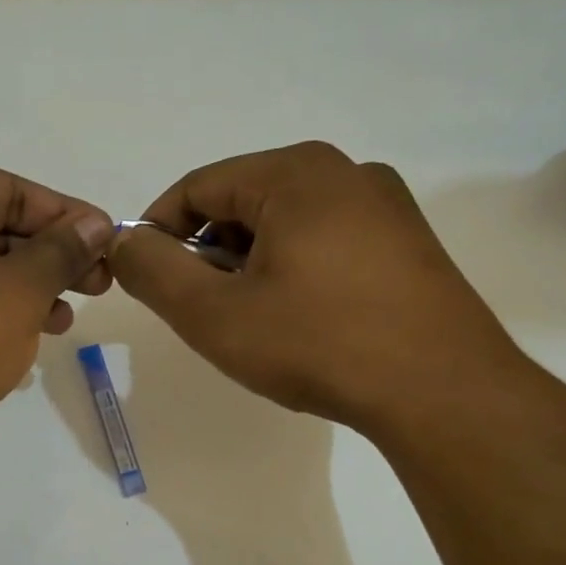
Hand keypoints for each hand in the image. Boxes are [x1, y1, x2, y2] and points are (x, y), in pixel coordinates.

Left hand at [0, 159, 113, 459]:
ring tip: (60, 322)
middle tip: (96, 288)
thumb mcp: (19, 292)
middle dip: (46, 259)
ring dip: (19, 290)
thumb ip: (61, 251)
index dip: (67, 218)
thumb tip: (95, 225)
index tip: (110, 244)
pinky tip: (16, 340)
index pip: (9, 189)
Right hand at [108, 142, 530, 435]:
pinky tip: (302, 321)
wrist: (444, 393)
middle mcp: (344, 171)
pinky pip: (327, 241)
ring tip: (252, 322)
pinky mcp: (409, 242)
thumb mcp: (214, 314)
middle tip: (201, 310)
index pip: (197, 187)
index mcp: (295, 172)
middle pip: (243, 202)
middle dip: (208, 253)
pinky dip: (295, 271)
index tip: (147, 279)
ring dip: (251, 265)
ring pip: (286, 223)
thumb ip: (153, 271)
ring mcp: (386, 205)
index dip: (158, 231)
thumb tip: (121, 241)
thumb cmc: (318, 344)